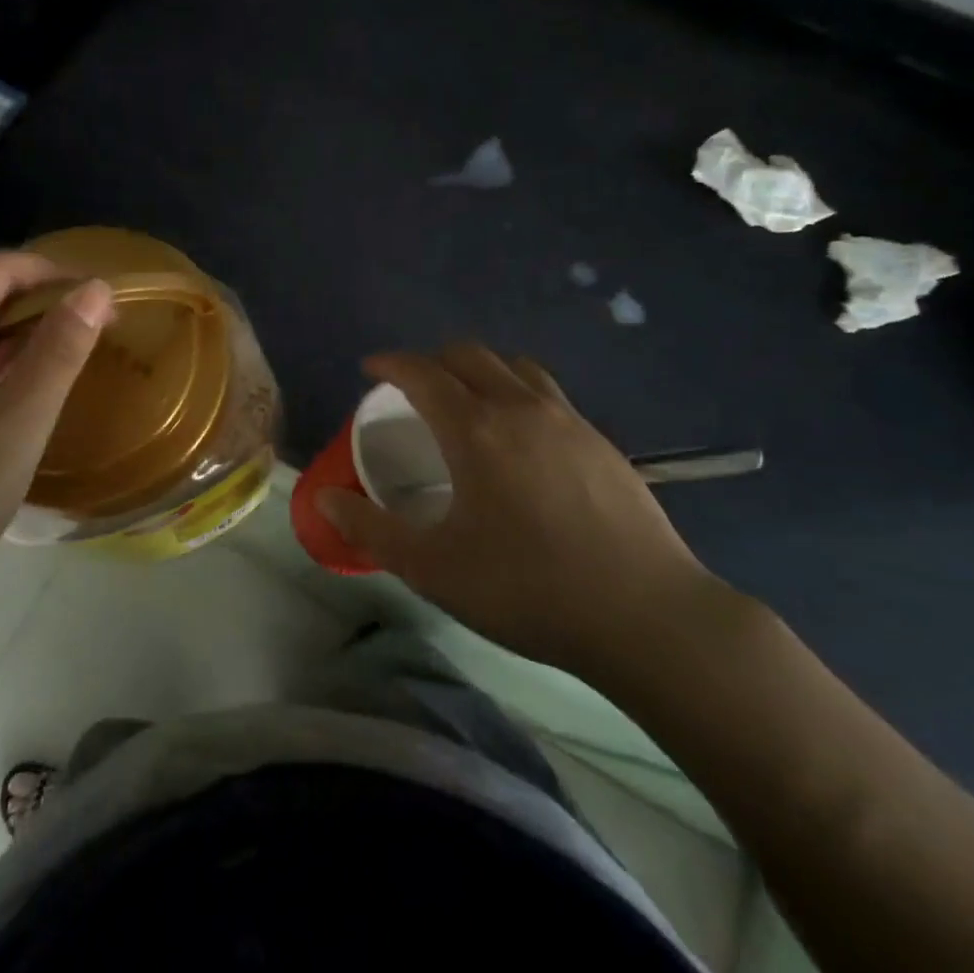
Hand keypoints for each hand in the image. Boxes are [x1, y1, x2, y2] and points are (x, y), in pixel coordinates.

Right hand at [318, 344, 725, 683]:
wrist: (647, 617)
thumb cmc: (528, 590)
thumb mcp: (433, 569)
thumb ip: (372, 530)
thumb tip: (325, 498)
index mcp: (474, 430)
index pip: (421, 372)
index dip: (390, 363)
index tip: (369, 369)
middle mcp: (519, 408)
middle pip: (468, 355)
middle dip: (431, 360)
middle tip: (412, 387)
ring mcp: (568, 420)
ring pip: (514, 367)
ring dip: (479, 369)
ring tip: (466, 399)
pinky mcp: (602, 441)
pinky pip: (547, 393)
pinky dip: (517, 391)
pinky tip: (521, 437)